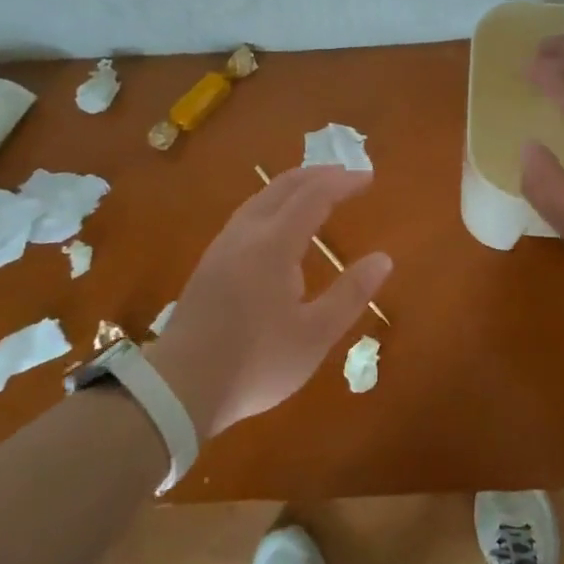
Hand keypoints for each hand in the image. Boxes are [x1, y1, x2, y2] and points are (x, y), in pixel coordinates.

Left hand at [146, 165, 390, 437]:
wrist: (179, 388)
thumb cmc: (256, 362)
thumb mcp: (315, 335)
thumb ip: (351, 294)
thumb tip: (383, 259)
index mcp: (274, 244)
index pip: (314, 196)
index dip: (342, 182)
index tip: (368, 178)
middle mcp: (246, 233)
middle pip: (283, 186)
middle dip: (317, 174)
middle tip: (345, 177)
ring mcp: (223, 246)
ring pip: (260, 198)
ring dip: (292, 186)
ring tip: (316, 193)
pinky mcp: (209, 263)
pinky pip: (247, 214)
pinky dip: (273, 203)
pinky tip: (278, 226)